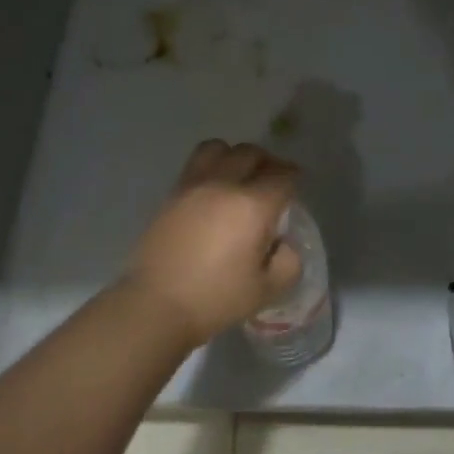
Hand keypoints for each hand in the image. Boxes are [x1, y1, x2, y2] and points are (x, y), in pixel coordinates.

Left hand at [121, 140, 302, 348]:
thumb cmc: (216, 299)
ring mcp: (193, 186)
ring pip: (219, 148)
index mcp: (253, 206)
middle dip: (268, 162)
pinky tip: (214, 191)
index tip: (297, 185)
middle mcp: (224, 185)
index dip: (294, 177)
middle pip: (251, 153)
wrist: (156, 305)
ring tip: (239, 176)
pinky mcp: (172, 194)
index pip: (282, 176)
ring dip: (235, 156)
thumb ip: (288, 261)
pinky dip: (211, 167)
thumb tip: (282, 242)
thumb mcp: (268, 289)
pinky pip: (196, 164)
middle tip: (273, 179)